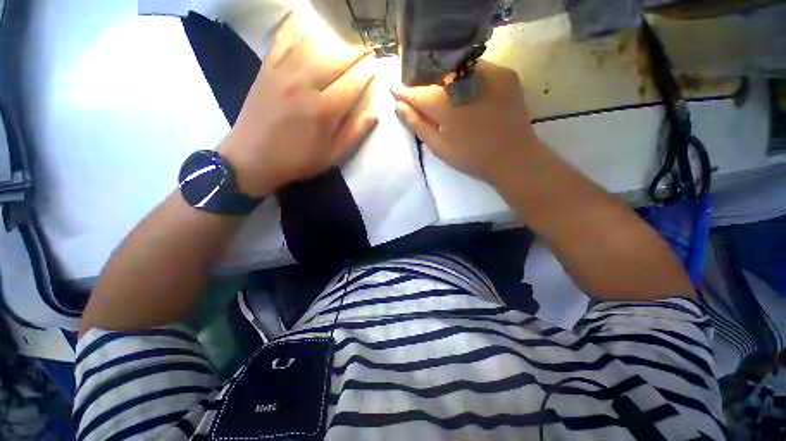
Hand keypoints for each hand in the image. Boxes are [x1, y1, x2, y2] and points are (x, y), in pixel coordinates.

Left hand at [218, 13, 376, 197]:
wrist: (253, 159)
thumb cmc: (297, 161)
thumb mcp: (332, 156)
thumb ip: (353, 134)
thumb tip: (373, 115)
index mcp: (324, 110)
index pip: (352, 83)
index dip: (366, 74)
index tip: (375, 67)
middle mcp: (305, 85)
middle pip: (336, 60)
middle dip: (355, 53)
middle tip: (366, 50)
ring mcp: (283, 74)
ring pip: (312, 46)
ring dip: (332, 42)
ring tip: (343, 44)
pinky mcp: (266, 70)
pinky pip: (281, 41)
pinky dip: (293, 28)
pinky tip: (303, 22)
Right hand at [391, 61, 542, 183]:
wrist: (513, 157)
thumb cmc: (471, 157)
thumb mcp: (439, 146)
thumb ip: (418, 124)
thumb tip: (399, 106)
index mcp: (445, 104)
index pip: (417, 92)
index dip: (404, 92)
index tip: (395, 91)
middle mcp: (464, 80)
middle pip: (435, 76)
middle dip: (424, 85)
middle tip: (420, 96)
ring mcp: (488, 73)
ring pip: (456, 68)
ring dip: (445, 78)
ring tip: (442, 93)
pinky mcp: (505, 74)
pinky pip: (477, 68)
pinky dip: (466, 77)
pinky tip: (464, 92)